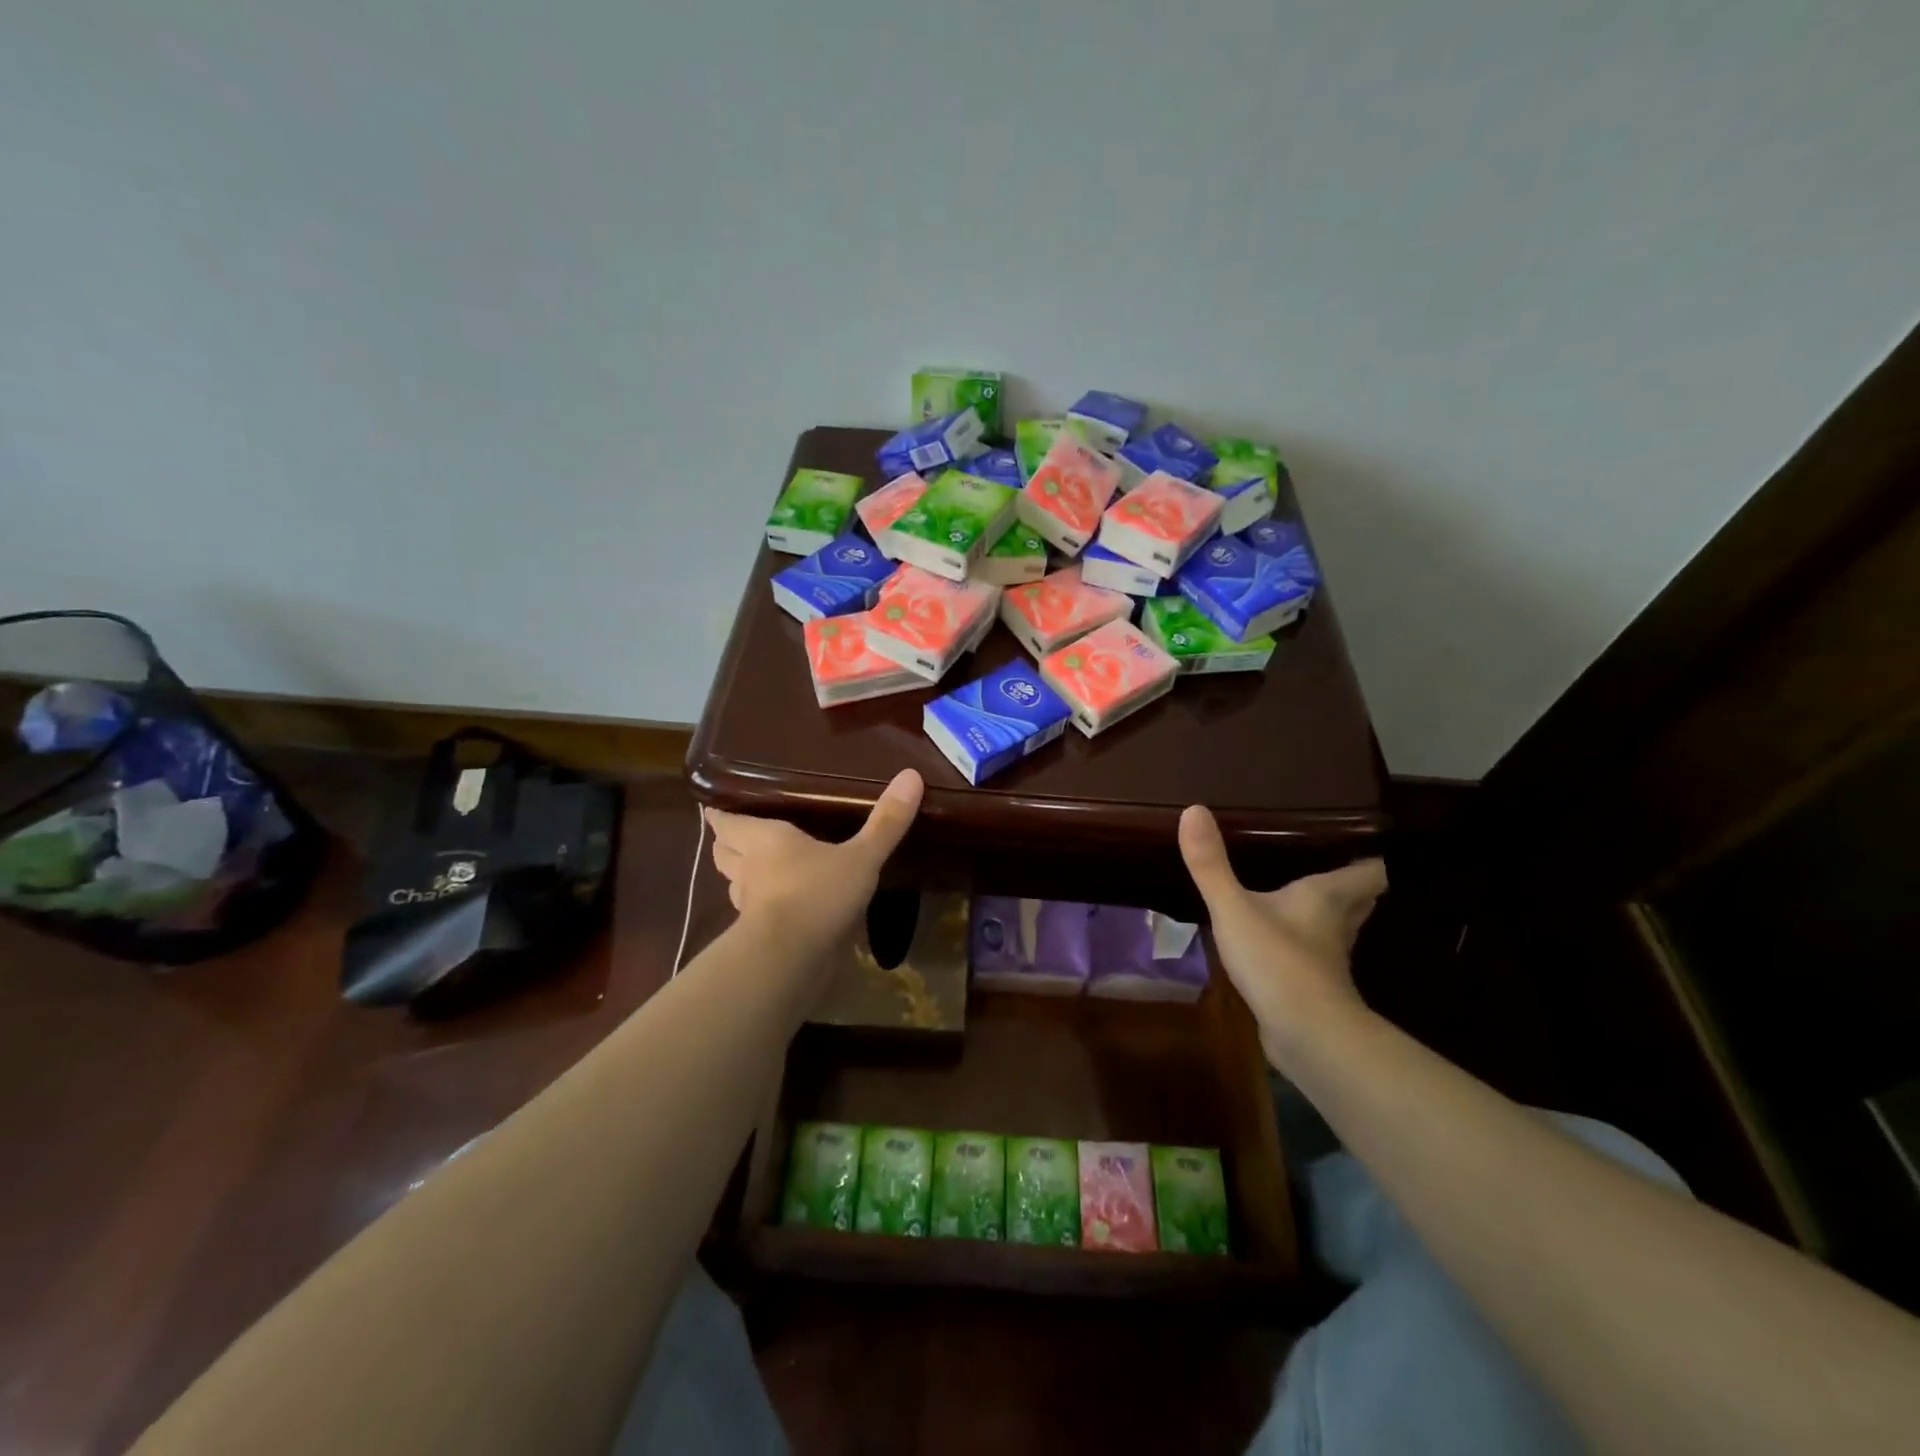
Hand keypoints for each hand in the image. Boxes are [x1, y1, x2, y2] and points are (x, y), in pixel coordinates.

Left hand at [705, 770, 923, 957]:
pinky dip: (764, 911)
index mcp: (764, 839)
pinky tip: (787, 909)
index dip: (722, 814)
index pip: (726, 821)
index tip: (720, 807)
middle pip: (722, 852)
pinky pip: (756, 917)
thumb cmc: (818, 893)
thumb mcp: (861, 856)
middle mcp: (749, 869)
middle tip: (743, 836)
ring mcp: (750, 907)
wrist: (791, 960)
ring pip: (735, 886)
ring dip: (743, 878)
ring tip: (764, 871)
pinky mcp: (759, 938)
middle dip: (727, 843)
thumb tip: (911, 775)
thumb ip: (885, 822)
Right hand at [1178, 804, 1386, 1070]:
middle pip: (1359, 899)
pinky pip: (1316, 955)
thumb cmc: (1278, 960)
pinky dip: (1305, 943)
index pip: (1370, 871)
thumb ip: (1210, 864)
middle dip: (1350, 883)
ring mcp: (1329, 959)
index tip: (1358, 837)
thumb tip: (1193, 809)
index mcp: (1327, 897)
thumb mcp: (1234, 908)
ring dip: (1329, 914)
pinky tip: (1280, 939)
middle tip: (1326, 860)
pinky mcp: (1315, 987)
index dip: (1369, 855)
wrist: (1306, 1036)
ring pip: (1339, 928)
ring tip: (1300, 894)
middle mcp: (1337, 924)